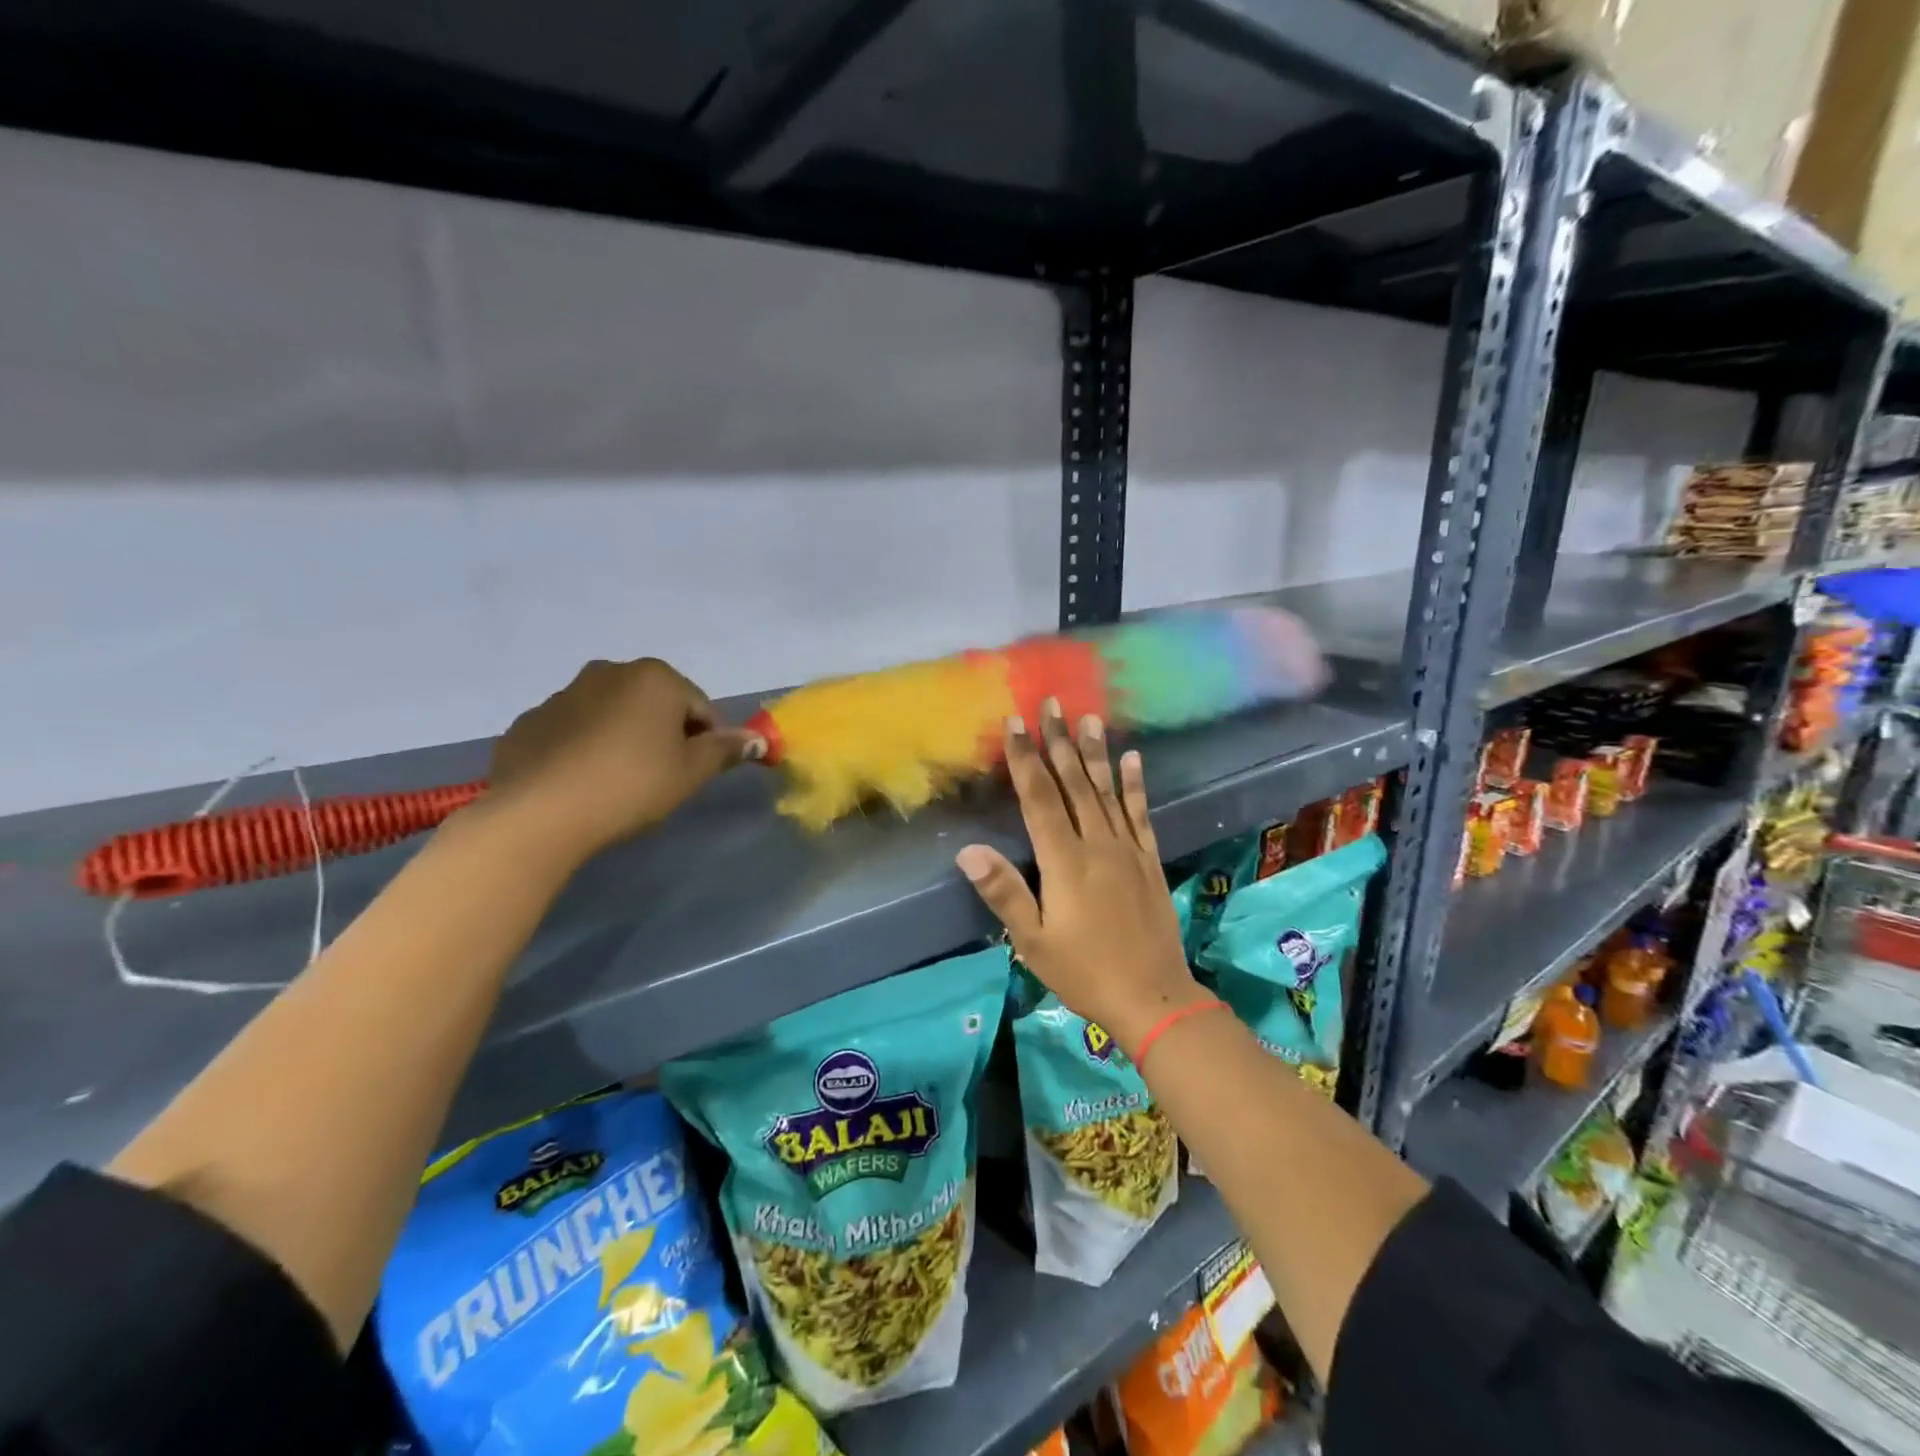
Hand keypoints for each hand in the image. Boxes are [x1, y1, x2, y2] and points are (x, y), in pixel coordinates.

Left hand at [479, 658, 752, 865]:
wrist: (540, 813)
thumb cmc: (632, 784)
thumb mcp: (692, 772)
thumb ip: (726, 750)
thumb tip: (757, 739)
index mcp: (655, 677)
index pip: (700, 707)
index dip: (707, 741)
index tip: (697, 773)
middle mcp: (608, 672)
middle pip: (654, 704)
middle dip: (663, 734)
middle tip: (661, 777)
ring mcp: (562, 695)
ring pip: (611, 715)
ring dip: (623, 738)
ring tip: (618, 783)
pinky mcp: (529, 723)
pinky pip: (572, 732)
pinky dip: (583, 749)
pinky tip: (582, 784)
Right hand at [955, 702, 1209, 1057]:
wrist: (1153, 997)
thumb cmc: (1083, 971)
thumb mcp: (1033, 941)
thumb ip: (1004, 892)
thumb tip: (967, 850)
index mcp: (1064, 862)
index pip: (1039, 800)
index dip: (1026, 760)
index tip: (1017, 724)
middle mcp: (1097, 845)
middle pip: (1074, 784)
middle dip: (1059, 742)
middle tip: (1052, 704)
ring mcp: (1128, 850)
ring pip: (1107, 791)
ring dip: (1096, 753)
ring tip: (1090, 718)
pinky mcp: (1149, 860)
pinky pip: (1140, 814)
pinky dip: (1135, 785)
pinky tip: (1133, 759)